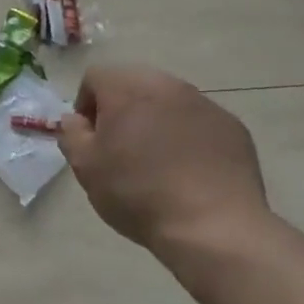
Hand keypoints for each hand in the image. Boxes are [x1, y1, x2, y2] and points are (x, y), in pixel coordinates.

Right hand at [58, 66, 269, 263]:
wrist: (211, 226)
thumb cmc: (137, 194)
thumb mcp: (86, 168)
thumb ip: (72, 134)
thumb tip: (75, 119)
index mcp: (127, 90)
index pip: (95, 77)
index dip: (85, 105)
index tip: (91, 138)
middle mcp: (167, 85)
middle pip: (133, 83)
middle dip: (121, 109)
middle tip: (120, 148)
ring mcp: (205, 104)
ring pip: (168, 101)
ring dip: (155, 120)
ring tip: (156, 161)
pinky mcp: (232, 126)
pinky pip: (198, 121)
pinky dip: (187, 136)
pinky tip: (187, 171)